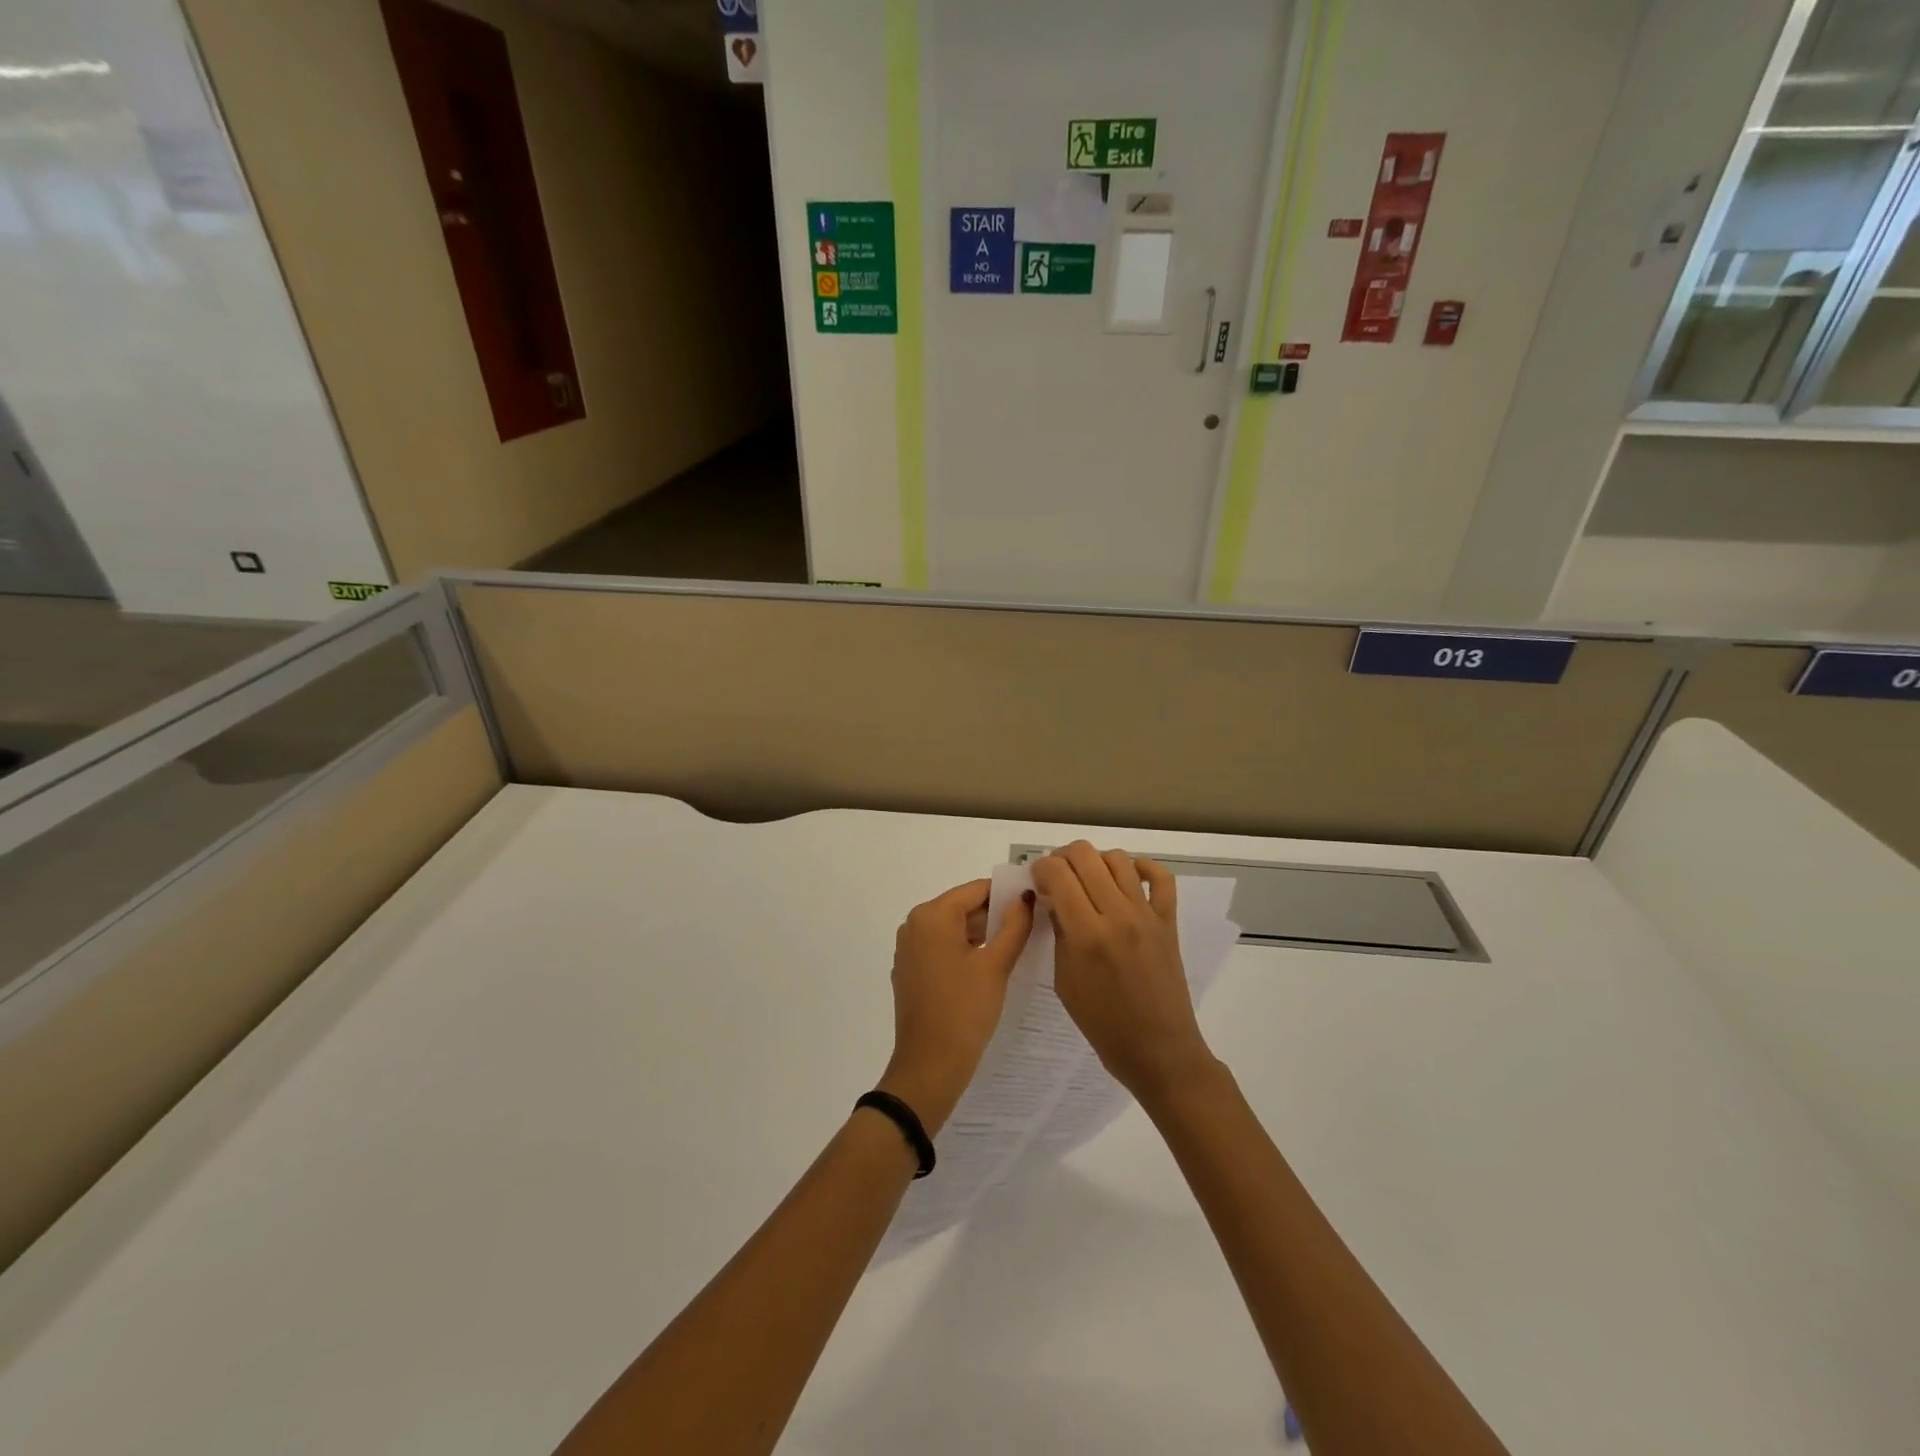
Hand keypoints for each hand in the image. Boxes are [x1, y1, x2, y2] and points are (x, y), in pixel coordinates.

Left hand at [878, 879, 1033, 1134]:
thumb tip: (1025, 897)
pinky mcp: (910, 971)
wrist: (930, 1066)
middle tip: (1031, 926)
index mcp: (932, 915)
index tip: (1035, 901)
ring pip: (952, 928)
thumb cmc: (965, 1009)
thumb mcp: (996, 965)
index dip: (1007, 893)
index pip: (976, 890)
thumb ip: (1014, 925)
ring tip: (1016, 945)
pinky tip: (989, 966)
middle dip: (995, 914)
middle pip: (962, 907)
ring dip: (981, 933)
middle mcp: (914, 924)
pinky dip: (964, 950)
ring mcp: (908, 949)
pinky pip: (941, 948)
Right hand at [1032, 843, 1218, 1104]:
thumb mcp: (1064, 981)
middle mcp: (1117, 914)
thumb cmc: (1103, 1024)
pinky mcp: (1168, 921)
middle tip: (1057, 878)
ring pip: (1118, 859)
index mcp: (1086, 934)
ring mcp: (1146, 915)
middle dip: (1062, 858)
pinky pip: (1160, 877)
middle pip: (1085, 855)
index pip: (1057, 873)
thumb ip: (1058, 933)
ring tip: (1087, 879)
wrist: (1158, 1050)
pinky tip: (1127, 877)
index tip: (1036, 881)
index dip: (1040, 868)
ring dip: (1095, 861)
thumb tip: (1052, 899)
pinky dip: (1142, 867)